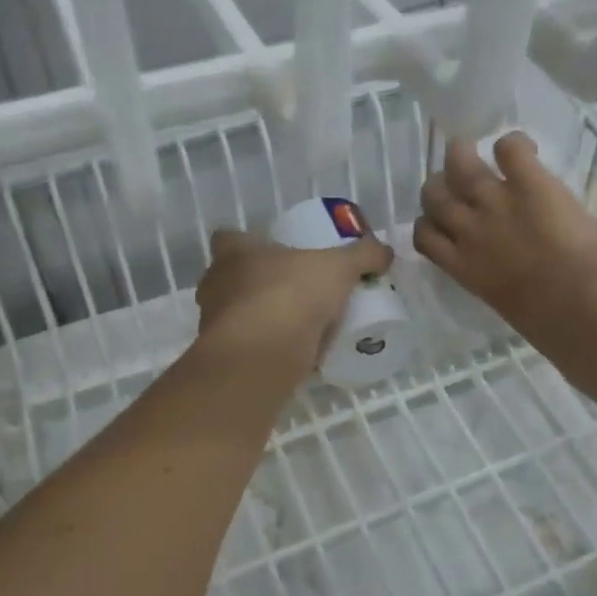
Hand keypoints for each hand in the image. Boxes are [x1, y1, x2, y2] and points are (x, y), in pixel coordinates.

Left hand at [194, 228, 392, 377]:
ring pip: (234, 315)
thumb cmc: (291, 294)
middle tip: (291, 290)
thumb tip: (384, 251)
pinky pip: (244, 347)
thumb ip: (362, 256)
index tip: (272, 252)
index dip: (247, 242)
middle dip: (254, 284)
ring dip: (257, 319)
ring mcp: (212, 323)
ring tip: (294, 326)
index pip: (228, 238)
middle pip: (229, 278)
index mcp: (233, 252)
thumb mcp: (338, 269)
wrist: (261, 355)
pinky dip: (262, 349)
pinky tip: (290, 356)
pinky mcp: (221, 357)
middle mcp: (215, 284)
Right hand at [415, 133, 596, 346]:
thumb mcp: (506, 303)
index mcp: (463, 267)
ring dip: (463, 154)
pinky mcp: (529, 185)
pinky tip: (524, 151)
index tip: (449, 221)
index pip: (424, 235)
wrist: (584, 311)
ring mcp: (496, 204)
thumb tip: (506, 270)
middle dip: (442, 185)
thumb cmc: (551, 324)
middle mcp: (469, 231)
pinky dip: (513, 145)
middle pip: (433, 194)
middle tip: (461, 184)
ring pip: (458, 164)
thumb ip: (495, 278)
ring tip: (477, 152)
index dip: (431, 222)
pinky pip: (509, 148)